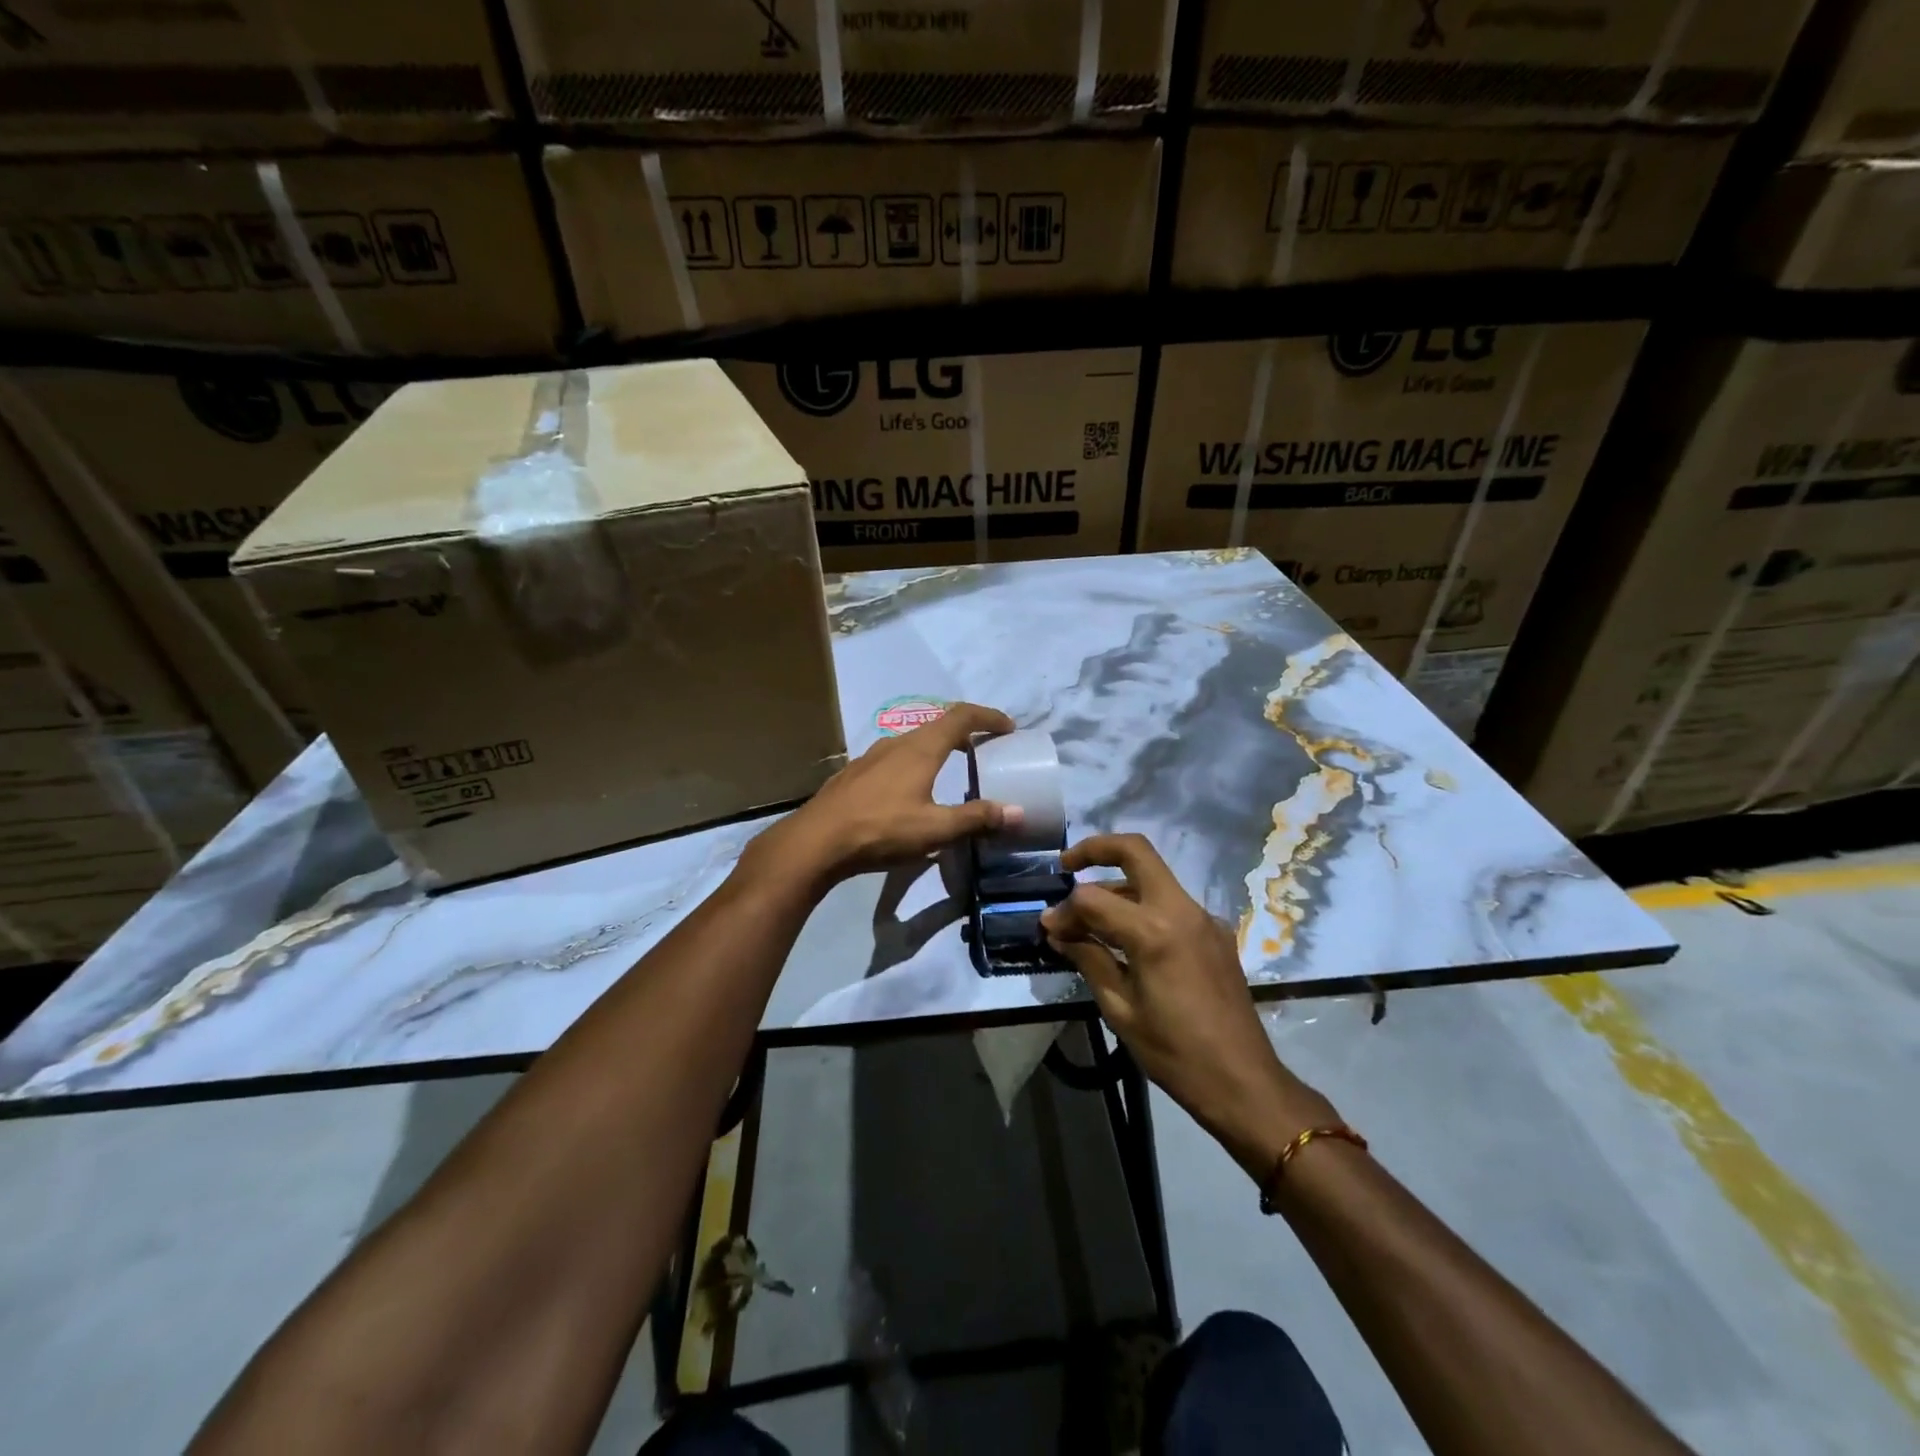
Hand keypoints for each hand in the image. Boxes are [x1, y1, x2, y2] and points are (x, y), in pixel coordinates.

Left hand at [749, 702, 1020, 890]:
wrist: (816, 841)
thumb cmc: (881, 830)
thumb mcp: (935, 829)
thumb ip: (977, 818)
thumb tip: (1017, 812)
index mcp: (921, 749)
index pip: (961, 716)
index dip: (988, 717)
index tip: (1008, 727)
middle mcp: (897, 743)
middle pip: (938, 726)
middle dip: (965, 732)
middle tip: (985, 750)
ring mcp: (872, 756)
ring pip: (913, 742)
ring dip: (938, 748)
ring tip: (951, 768)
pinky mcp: (855, 773)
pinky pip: (894, 757)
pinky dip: (915, 762)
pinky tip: (911, 789)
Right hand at [1041, 834, 1337, 1181]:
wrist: (1243, 1082)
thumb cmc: (1174, 1052)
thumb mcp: (1120, 1009)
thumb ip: (1088, 958)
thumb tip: (1057, 929)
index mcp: (1154, 931)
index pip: (1093, 897)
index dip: (1064, 910)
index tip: (1049, 928)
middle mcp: (1181, 910)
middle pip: (1136, 851)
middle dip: (1096, 849)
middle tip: (1066, 865)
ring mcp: (1203, 918)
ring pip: (1153, 877)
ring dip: (1118, 884)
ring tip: (1088, 918)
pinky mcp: (1215, 933)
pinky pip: (1171, 904)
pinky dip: (1141, 906)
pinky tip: (1125, 939)